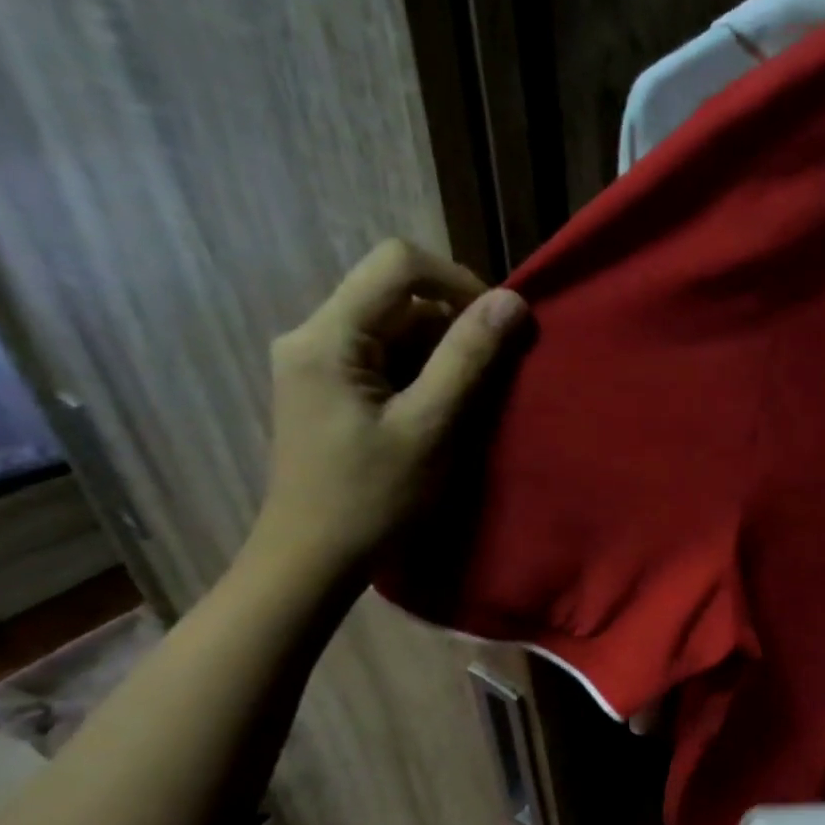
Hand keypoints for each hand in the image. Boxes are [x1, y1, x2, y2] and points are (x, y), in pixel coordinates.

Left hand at [252, 239, 526, 574]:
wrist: (312, 560)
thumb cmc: (372, 499)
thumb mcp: (430, 427)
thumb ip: (469, 358)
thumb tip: (512, 301)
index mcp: (327, 336)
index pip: (398, 263)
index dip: (458, 281)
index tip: (497, 325)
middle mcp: (313, 335)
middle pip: (396, 295)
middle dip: (453, 324)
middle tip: (490, 374)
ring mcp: (316, 362)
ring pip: (393, 326)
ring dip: (440, 352)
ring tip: (467, 401)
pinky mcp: (327, 387)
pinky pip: (383, 356)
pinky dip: (420, 373)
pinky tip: (438, 412)